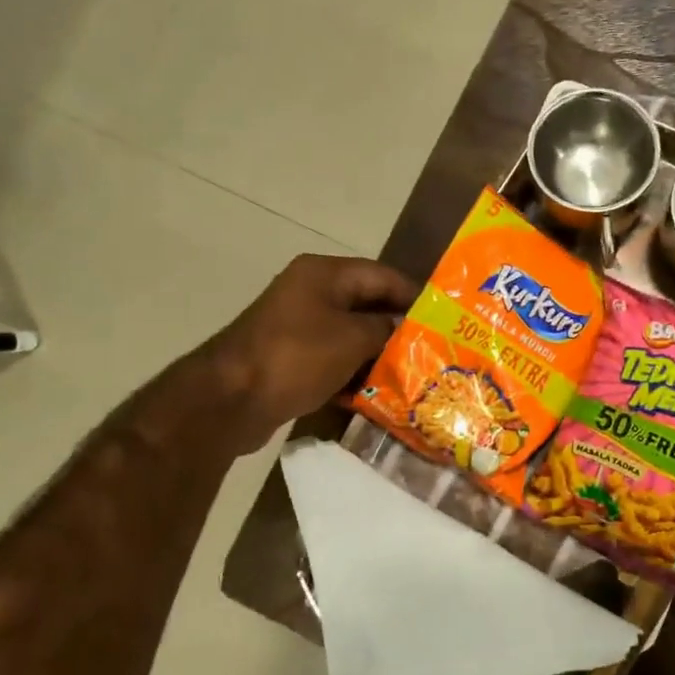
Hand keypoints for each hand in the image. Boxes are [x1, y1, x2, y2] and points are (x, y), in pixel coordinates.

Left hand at [198, 254, 416, 453]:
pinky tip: (377, 395)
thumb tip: (405, 329)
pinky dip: (353, 374)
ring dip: (377, 355)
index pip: (382, 275)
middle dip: (398, 328)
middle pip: (367, 305)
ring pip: (351, 336)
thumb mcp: (353, 338)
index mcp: (324, 274)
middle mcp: (310, 293)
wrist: (230, 400)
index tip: (444, 317)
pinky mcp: (291, 359)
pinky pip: (333, 360)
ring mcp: (298, 327)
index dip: (414, 294)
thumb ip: (386, 329)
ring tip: (413, 375)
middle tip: (433, 350)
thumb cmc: (296, 357)